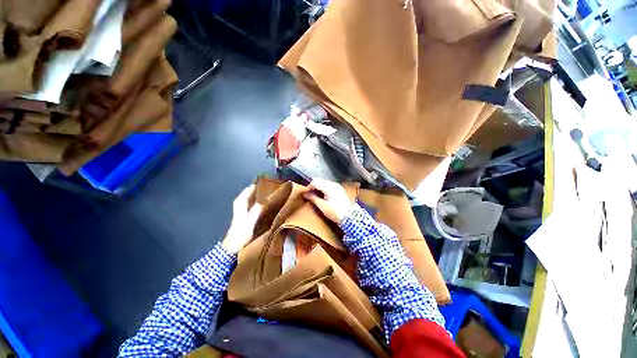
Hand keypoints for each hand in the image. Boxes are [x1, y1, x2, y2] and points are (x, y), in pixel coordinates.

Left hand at [222, 185, 262, 253]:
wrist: (231, 249)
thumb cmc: (241, 236)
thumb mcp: (249, 224)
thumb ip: (254, 212)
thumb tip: (260, 202)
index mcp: (240, 211)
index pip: (243, 198)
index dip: (248, 191)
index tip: (254, 184)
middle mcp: (238, 212)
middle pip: (241, 200)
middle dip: (247, 193)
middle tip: (255, 188)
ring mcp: (238, 218)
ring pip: (242, 204)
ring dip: (247, 198)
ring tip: (254, 195)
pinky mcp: (240, 222)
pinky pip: (244, 209)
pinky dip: (247, 205)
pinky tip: (252, 207)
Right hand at [303, 178, 353, 222]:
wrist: (350, 217)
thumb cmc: (335, 212)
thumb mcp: (323, 207)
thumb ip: (313, 198)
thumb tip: (305, 194)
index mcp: (329, 187)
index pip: (315, 182)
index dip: (309, 187)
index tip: (305, 194)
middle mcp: (333, 184)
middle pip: (320, 181)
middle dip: (313, 186)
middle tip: (309, 195)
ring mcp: (338, 186)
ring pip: (325, 182)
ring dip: (319, 187)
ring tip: (316, 196)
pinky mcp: (340, 189)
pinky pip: (329, 185)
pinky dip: (324, 188)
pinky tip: (323, 195)